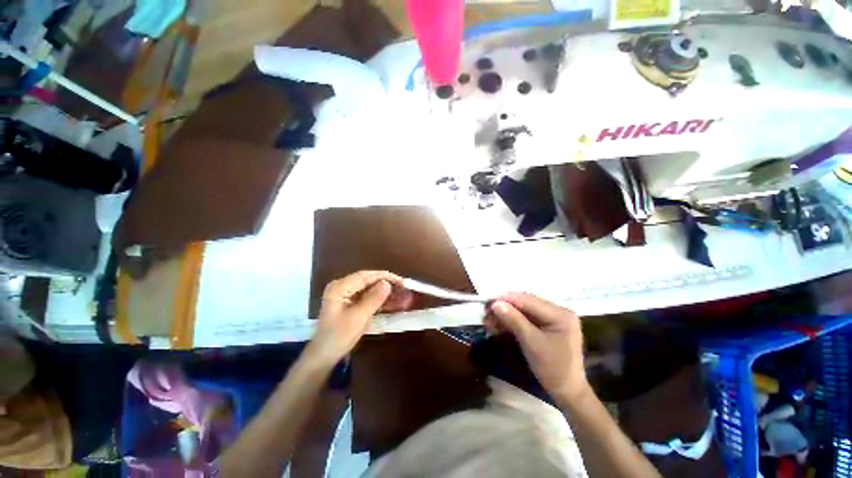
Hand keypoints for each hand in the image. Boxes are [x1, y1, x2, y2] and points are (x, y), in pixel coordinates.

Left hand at [308, 270, 411, 363]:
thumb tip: (387, 283)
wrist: (324, 357)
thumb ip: (373, 299)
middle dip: (387, 284)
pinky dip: (380, 299)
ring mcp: (346, 295)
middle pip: (369, 280)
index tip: (401, 281)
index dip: (385, 277)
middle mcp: (342, 287)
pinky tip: (392, 302)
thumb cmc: (338, 336)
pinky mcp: (350, 303)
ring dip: (385, 292)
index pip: (366, 276)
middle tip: (404, 289)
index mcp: (340, 287)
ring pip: (370, 289)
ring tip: (402, 295)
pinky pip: (368, 297)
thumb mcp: (358, 317)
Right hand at [486, 292, 589, 403]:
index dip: (506, 298)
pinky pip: (525, 319)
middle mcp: (557, 311)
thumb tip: (495, 303)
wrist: (567, 393)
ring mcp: (552, 318)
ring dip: (505, 315)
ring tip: (488, 321)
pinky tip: (498, 325)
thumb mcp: (532, 343)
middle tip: (485, 312)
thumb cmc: (553, 369)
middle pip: (525, 303)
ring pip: (523, 310)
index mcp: (560, 314)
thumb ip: (514, 320)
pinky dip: (511, 322)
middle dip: (504, 307)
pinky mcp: (546, 325)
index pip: (529, 300)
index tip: (487, 300)